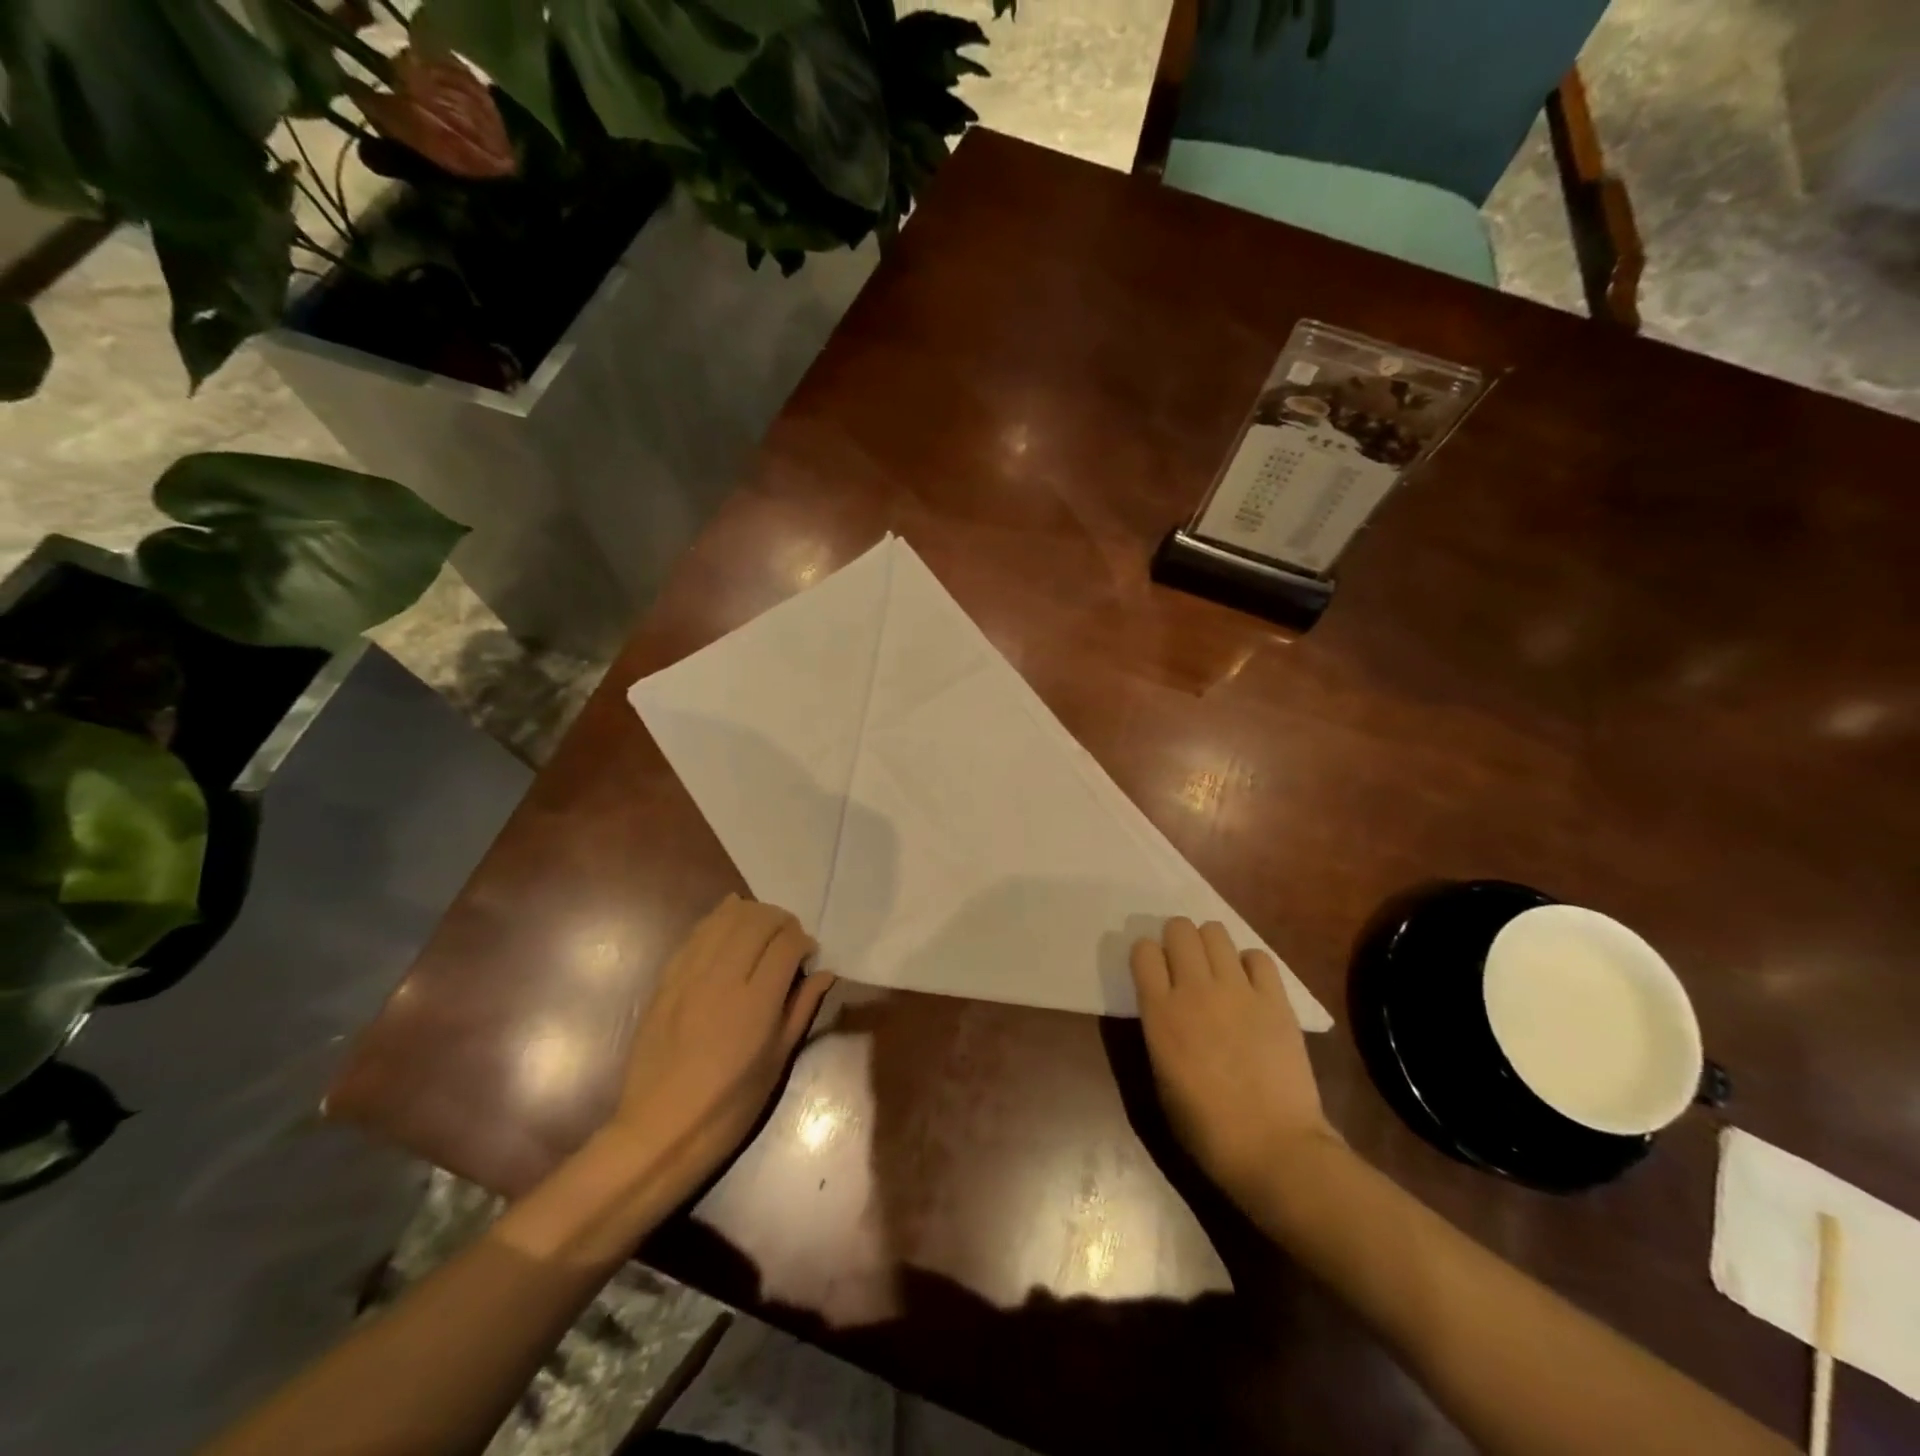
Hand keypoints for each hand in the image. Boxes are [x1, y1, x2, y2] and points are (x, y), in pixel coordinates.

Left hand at [603, 895, 834, 1199]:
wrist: (659, 1131)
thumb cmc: (729, 1107)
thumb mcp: (777, 1062)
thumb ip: (802, 1008)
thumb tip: (825, 973)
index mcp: (756, 1004)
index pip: (786, 943)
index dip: (803, 941)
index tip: (808, 955)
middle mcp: (722, 979)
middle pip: (757, 920)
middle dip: (781, 921)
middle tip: (789, 940)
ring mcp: (690, 975)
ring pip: (725, 918)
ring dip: (751, 915)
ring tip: (762, 930)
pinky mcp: (667, 979)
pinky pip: (696, 933)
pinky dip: (718, 922)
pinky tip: (729, 926)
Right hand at [1130, 917, 1338, 1206]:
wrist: (1274, 1148)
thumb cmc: (1206, 1127)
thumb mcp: (1161, 1077)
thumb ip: (1159, 1030)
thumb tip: (1165, 1005)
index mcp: (1160, 1012)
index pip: (1143, 951)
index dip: (1146, 956)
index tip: (1153, 972)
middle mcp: (1195, 989)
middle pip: (1179, 929)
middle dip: (1177, 939)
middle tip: (1184, 964)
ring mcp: (1238, 990)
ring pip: (1216, 931)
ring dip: (1210, 945)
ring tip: (1216, 970)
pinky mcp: (1275, 998)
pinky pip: (1258, 956)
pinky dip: (1249, 964)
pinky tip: (1250, 986)